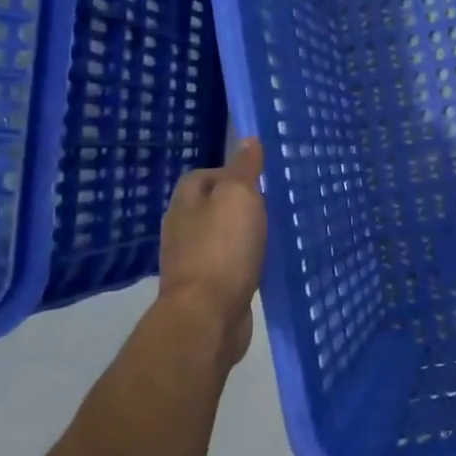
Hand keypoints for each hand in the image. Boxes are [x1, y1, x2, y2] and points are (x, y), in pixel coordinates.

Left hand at [155, 138, 266, 367]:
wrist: (207, 317)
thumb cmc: (223, 249)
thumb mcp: (239, 197)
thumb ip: (244, 168)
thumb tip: (247, 139)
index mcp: (185, 203)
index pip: (203, 175)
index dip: (230, 173)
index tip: (261, 180)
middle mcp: (182, 229)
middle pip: (211, 206)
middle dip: (239, 204)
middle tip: (273, 205)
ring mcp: (191, 261)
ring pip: (220, 237)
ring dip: (242, 234)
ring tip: (273, 233)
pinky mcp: (206, 289)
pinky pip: (228, 265)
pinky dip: (244, 261)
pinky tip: (263, 264)